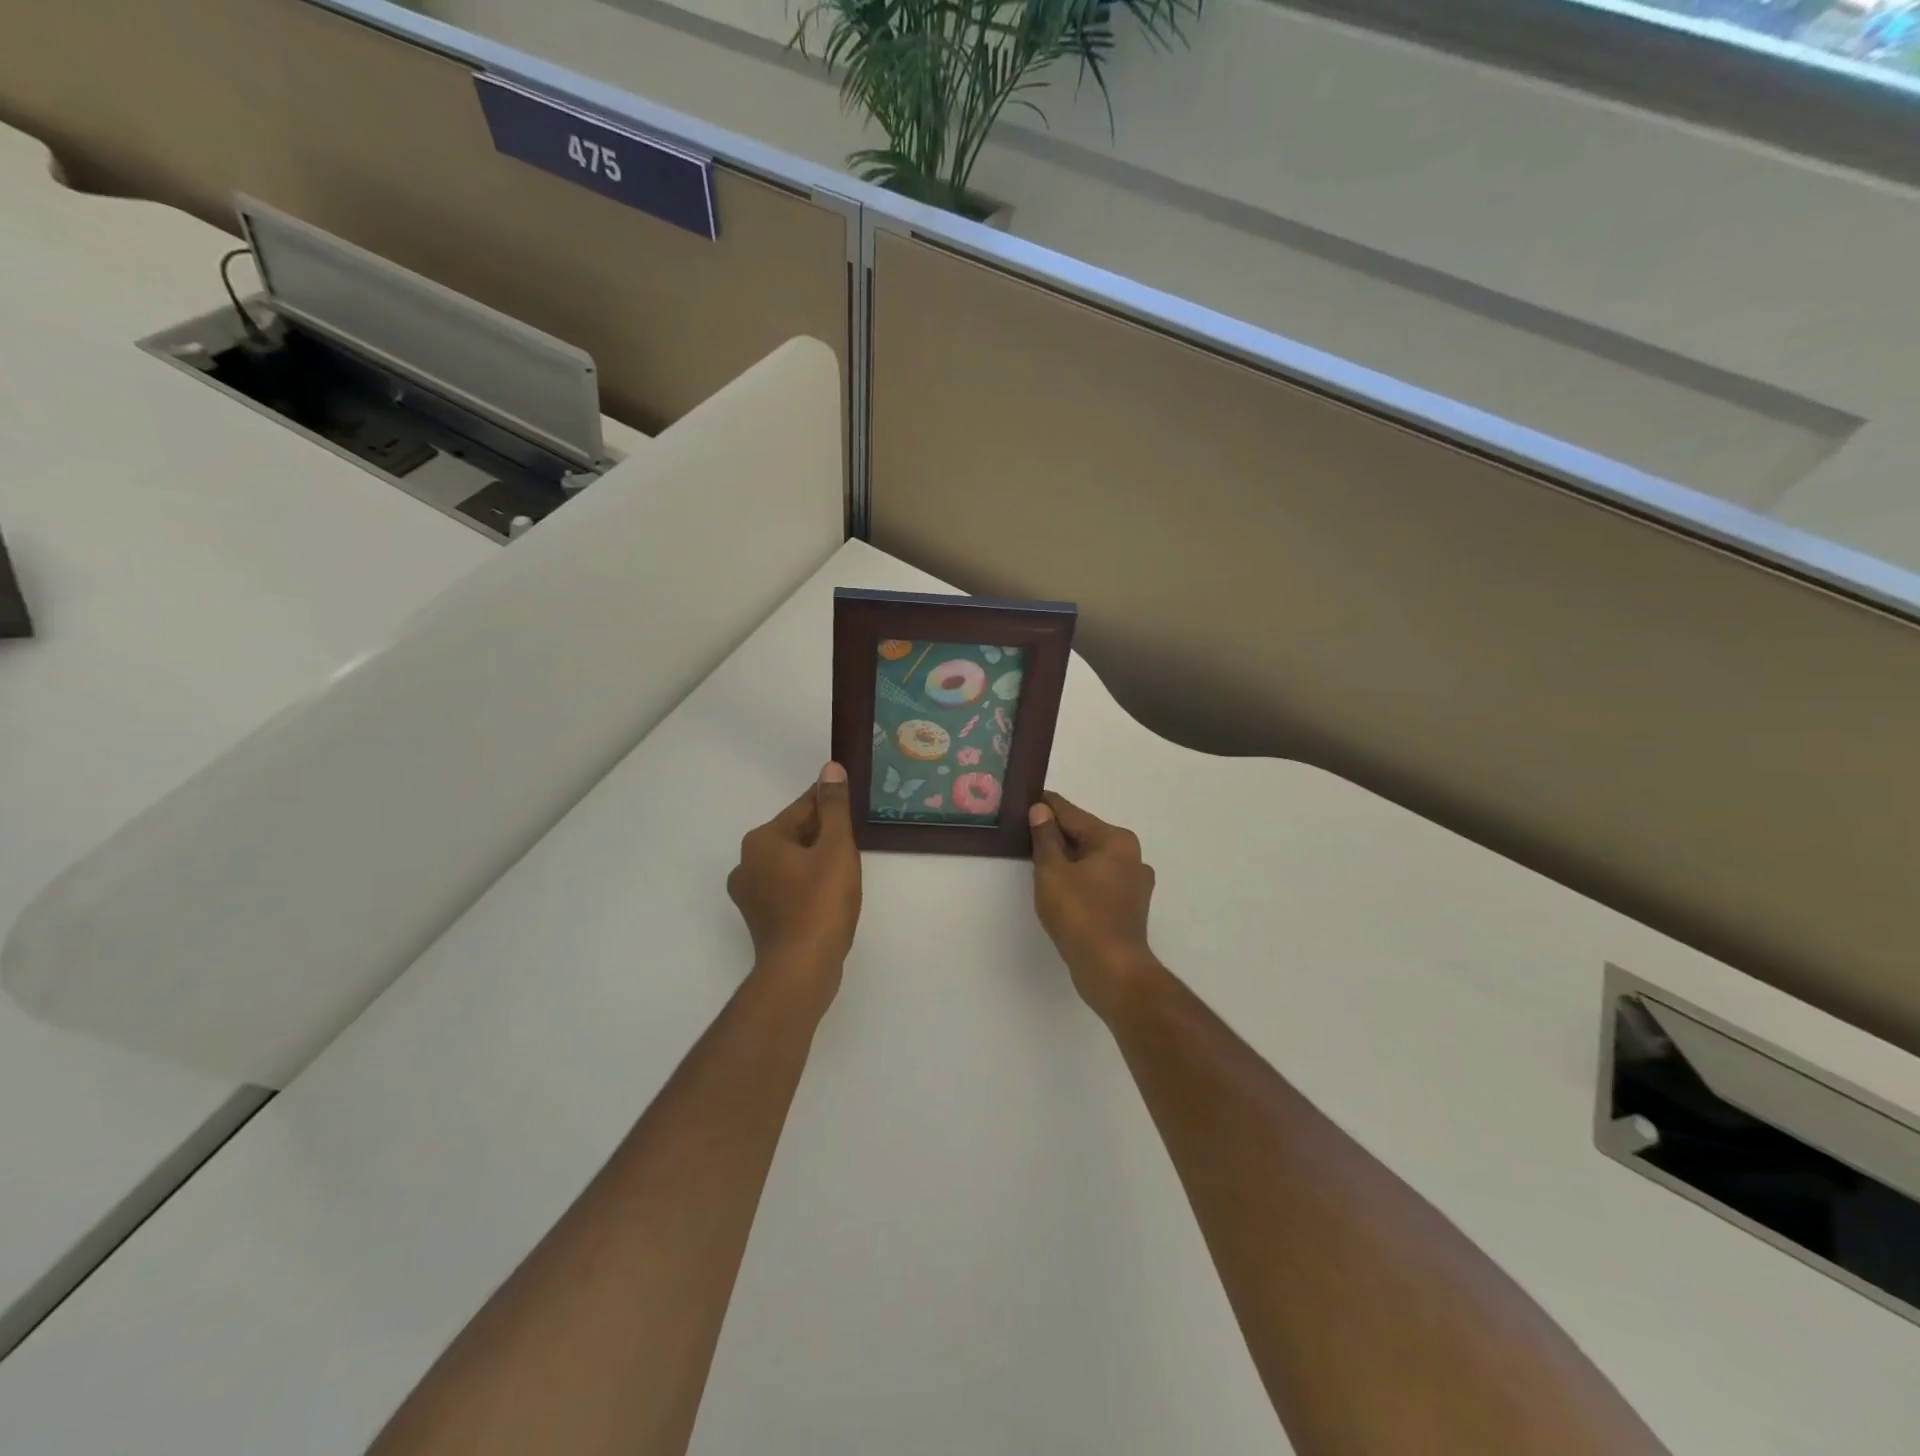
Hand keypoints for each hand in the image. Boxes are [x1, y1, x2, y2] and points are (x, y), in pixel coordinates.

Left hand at [728, 764, 862, 1007]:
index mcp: (761, 840)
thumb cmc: (821, 903)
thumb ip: (834, 807)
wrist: (802, 969)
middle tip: (855, 846)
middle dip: (825, 836)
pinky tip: (830, 896)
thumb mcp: (836, 847)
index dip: (832, 805)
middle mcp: (747, 862)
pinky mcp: (760, 918)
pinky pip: (788, 887)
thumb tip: (830, 769)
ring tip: (847, 872)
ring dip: (817, 861)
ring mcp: (750, 893)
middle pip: (795, 835)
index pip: (803, 808)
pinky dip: (808, 885)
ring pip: (792, 863)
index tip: (853, 806)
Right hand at [1028, 793, 1162, 1019]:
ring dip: (1067, 858)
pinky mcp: (1129, 905)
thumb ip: (1045, 837)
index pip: (1072, 814)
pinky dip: (1079, 878)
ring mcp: (1134, 882)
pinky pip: (1098, 880)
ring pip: (1091, 859)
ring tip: (1038, 859)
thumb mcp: (1052, 871)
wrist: (1112, 969)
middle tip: (1025, 832)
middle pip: (1084, 835)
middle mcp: (1131, 855)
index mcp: (1115, 839)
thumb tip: (1041, 809)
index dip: (1046, 807)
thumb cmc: (1080, 914)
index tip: (1026, 799)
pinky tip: (1060, 887)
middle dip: (1056, 834)